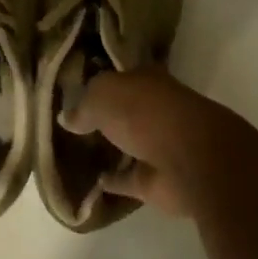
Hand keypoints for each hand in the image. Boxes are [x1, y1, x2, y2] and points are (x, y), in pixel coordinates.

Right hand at [62, 67, 223, 216]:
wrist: (189, 160)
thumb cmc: (146, 113)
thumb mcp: (103, 96)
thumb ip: (83, 105)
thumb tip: (68, 119)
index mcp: (147, 81)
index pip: (121, 76)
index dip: (101, 81)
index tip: (77, 88)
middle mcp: (155, 110)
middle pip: (125, 110)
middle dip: (105, 115)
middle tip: (72, 122)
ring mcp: (158, 146)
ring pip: (128, 144)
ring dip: (110, 148)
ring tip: (77, 151)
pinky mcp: (156, 181)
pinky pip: (127, 179)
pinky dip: (113, 180)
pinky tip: (91, 182)